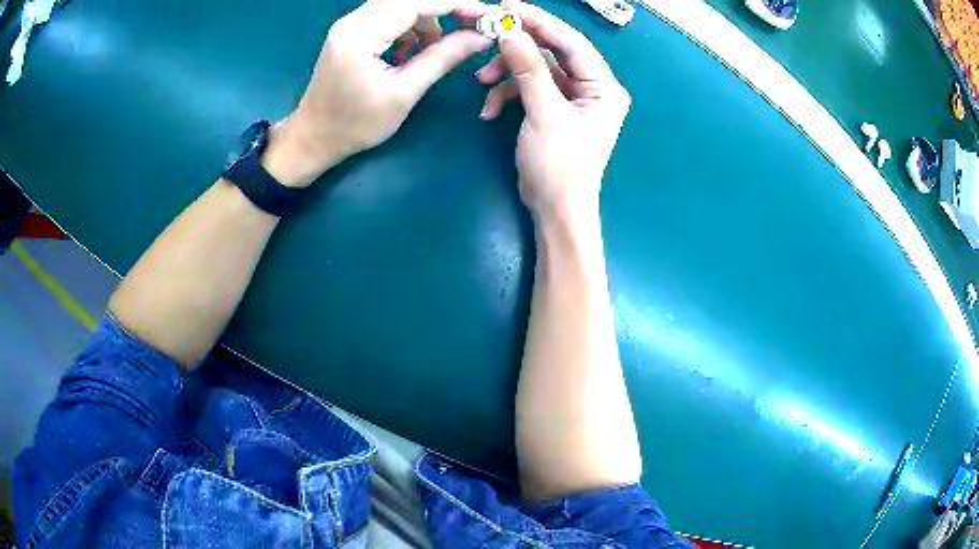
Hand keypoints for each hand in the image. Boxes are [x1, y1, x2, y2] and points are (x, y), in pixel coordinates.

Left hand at [263, 0, 493, 187]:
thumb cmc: (356, 124)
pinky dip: (408, 25)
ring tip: (435, 47)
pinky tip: (411, 50)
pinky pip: (387, 14)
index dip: (456, 4)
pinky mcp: (349, 31)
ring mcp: (348, 24)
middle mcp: (352, 20)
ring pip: (398, 4)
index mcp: (362, 35)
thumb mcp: (404, 93)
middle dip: (444, 7)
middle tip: (471, 25)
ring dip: (425, 18)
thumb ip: (442, 58)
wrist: (313, 138)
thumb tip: (481, 37)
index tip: (486, 16)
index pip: (416, 3)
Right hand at [476, 1, 629, 221]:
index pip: (572, 43)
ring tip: (482, 83)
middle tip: (489, 31)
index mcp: (604, 87)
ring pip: (537, 69)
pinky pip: (529, 88)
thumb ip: (529, 71)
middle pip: (553, 52)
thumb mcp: (544, 114)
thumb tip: (510, 33)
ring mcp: (573, 98)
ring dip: (507, 74)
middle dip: (519, 46)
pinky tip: (489, 110)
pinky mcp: (554, 108)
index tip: (509, 7)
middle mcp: (592, 87)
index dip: (541, 22)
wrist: (555, 211)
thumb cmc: (559, 167)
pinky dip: (507, 94)